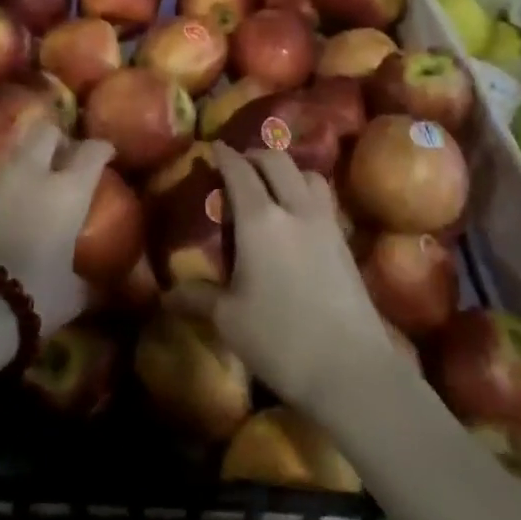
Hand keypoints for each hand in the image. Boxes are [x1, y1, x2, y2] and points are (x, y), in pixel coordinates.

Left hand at [0, 124, 110, 335]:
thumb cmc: (34, 296)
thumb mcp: (71, 294)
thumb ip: (85, 278)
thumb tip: (96, 281)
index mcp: (67, 192)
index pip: (91, 152)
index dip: (101, 149)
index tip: (106, 153)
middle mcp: (31, 175)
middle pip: (46, 133)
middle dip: (57, 140)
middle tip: (63, 157)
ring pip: (13, 155)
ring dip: (25, 165)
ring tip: (30, 188)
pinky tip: (1, 215)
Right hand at [178, 143, 400, 423]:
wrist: (353, 371)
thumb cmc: (281, 340)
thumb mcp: (229, 320)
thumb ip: (198, 297)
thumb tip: (167, 295)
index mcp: (260, 219)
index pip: (239, 170)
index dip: (225, 155)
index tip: (214, 148)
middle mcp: (294, 209)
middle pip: (277, 162)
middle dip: (255, 156)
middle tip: (239, 165)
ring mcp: (325, 223)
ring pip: (308, 174)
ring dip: (287, 170)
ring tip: (273, 186)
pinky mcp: (345, 243)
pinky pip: (323, 199)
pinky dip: (306, 193)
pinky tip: (299, 218)